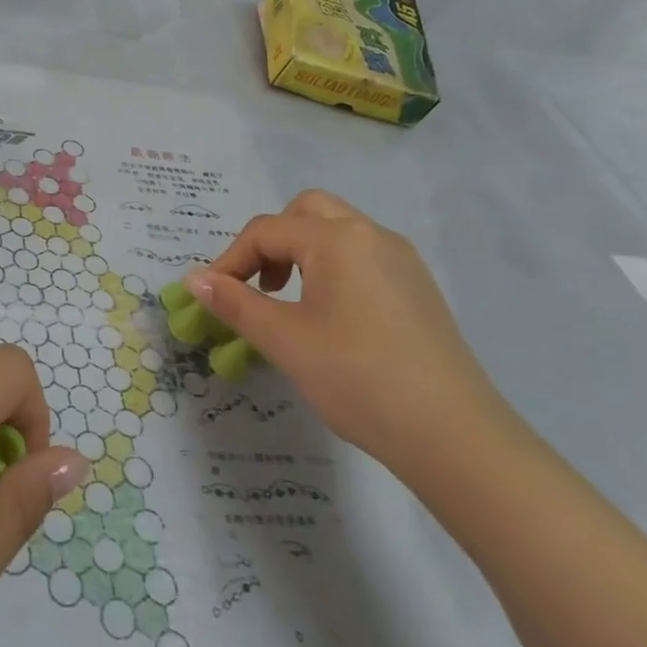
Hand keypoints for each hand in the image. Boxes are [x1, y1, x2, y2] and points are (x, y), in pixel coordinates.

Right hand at [184, 192, 508, 470]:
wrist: (453, 435)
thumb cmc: (357, 378)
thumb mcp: (285, 340)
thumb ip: (235, 303)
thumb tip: (193, 279)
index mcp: (338, 239)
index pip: (267, 231)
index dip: (230, 259)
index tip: (212, 297)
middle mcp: (373, 235)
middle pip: (307, 211)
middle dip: (271, 241)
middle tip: (258, 284)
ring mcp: (402, 260)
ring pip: (338, 231)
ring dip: (302, 252)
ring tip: (288, 301)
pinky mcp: (418, 288)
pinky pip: (363, 257)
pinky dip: (332, 268)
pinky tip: (330, 317)